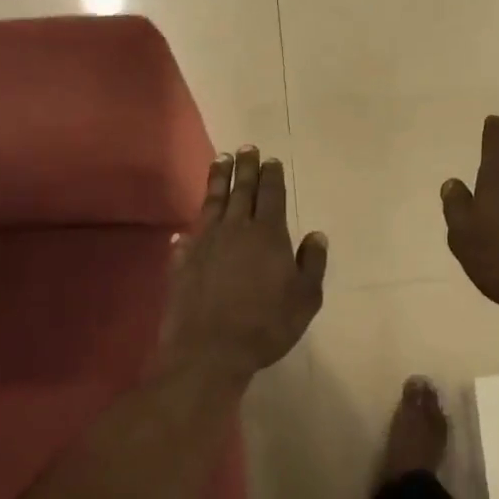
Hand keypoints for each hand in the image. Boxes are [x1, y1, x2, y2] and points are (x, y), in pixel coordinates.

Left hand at [161, 147, 327, 379]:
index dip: (272, 176)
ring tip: (219, 161)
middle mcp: (235, 230)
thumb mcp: (305, 298)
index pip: (271, 195)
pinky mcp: (183, 262)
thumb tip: (316, 235)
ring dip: (217, 180)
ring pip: (213, 203)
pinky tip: (185, 227)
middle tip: (246, 148)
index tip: (271, 159)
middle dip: (245, 167)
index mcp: (268, 234)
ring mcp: (205, 244)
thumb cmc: (267, 324)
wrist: (210, 350)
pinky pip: (187, 237)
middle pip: (241, 190)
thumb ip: (312, 263)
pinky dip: (189, 228)